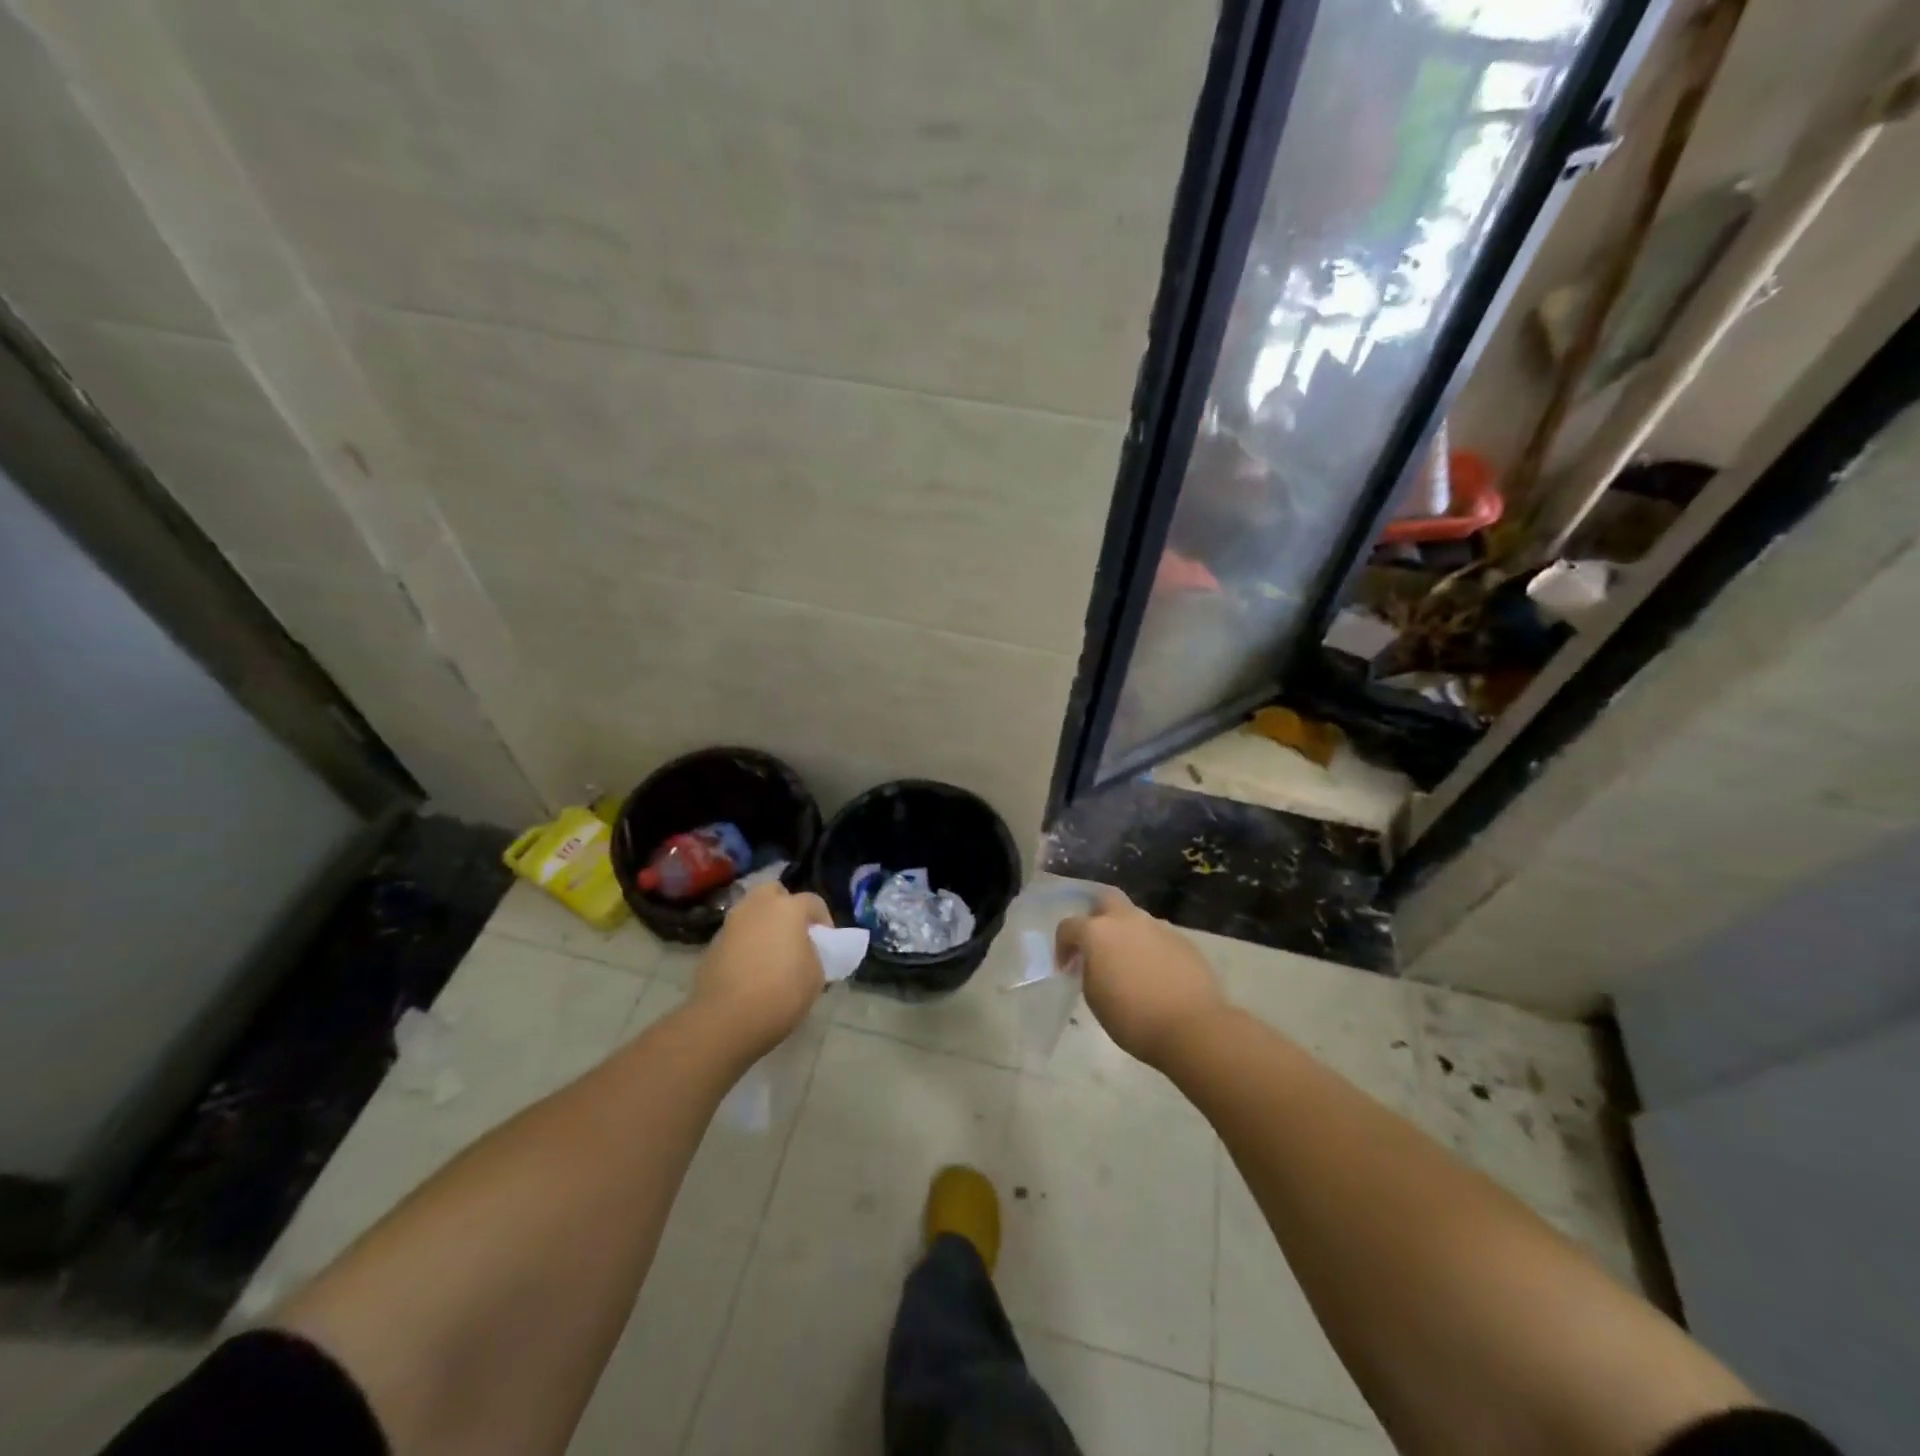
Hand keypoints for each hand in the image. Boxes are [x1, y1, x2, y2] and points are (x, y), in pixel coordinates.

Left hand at [692, 882, 832, 1056]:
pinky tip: (751, 968)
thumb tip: (804, 950)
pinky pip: (736, 934)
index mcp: (788, 908)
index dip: (823, 920)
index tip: (826, 942)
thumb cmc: (781, 992)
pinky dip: (745, 943)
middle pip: (774, 893)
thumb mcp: (815, 975)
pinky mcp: (712, 944)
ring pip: (751, 912)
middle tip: (793, 933)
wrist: (726, 1019)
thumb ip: (814, 954)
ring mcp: (731, 923)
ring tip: (771, 952)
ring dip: (763, 924)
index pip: (813, 902)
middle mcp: (757, 906)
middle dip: (785, 906)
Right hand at [1056, 888, 1228, 1069]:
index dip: (1062, 946)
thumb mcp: (1094, 998)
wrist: (1192, 1027)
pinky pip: (1159, 938)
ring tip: (1129, 965)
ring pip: (1136, 919)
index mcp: (1098, 932)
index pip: (1069, 926)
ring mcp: (1159, 927)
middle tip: (1096, 944)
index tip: (1066, 968)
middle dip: (1096, 916)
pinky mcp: (1183, 941)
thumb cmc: (1133, 1018)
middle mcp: (1127, 920)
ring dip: (1127, 935)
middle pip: (1106, 900)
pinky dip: (1151, 950)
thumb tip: (1097, 964)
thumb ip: (1090, 971)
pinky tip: (1155, 975)